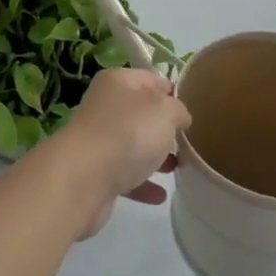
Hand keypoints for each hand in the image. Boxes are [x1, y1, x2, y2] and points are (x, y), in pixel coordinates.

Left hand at [51, 68, 188, 239]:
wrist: (83, 177)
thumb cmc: (128, 132)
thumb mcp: (165, 111)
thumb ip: (177, 109)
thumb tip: (178, 115)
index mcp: (118, 82)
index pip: (151, 79)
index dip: (172, 93)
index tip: (193, 111)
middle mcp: (105, 106)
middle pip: (141, 113)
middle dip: (164, 128)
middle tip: (188, 142)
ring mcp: (98, 139)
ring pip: (132, 144)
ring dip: (154, 156)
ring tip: (178, 169)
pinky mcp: (95, 171)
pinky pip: (125, 174)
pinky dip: (142, 183)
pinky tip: (159, 195)